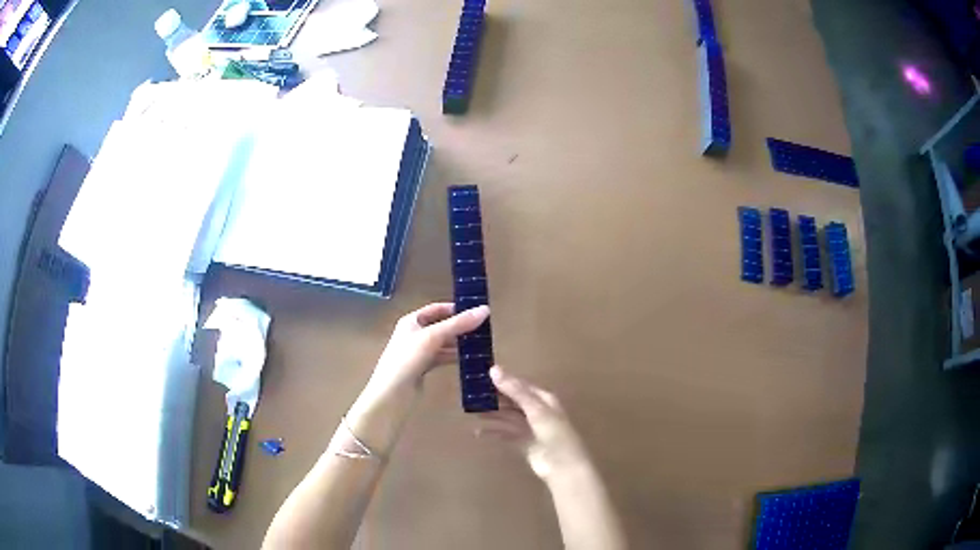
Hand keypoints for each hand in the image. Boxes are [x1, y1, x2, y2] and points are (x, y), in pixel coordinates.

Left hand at [366, 303, 489, 398]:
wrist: (392, 394)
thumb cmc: (408, 359)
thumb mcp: (433, 337)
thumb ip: (458, 324)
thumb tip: (485, 310)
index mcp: (411, 321)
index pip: (436, 309)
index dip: (454, 309)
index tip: (475, 312)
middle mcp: (414, 334)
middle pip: (441, 326)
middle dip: (460, 327)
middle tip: (483, 329)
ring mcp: (418, 352)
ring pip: (442, 343)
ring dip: (459, 343)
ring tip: (481, 343)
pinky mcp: (423, 368)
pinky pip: (441, 358)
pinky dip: (454, 357)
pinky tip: (469, 359)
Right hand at [477, 366, 590, 481]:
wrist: (563, 466)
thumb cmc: (554, 434)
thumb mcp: (536, 409)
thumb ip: (515, 391)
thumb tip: (493, 369)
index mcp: (544, 399)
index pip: (520, 385)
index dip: (503, 380)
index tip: (481, 377)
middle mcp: (537, 411)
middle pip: (513, 401)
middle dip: (495, 398)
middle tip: (472, 395)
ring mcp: (531, 428)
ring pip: (508, 418)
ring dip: (493, 415)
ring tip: (472, 412)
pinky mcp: (524, 444)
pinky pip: (506, 435)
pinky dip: (493, 433)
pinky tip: (478, 433)